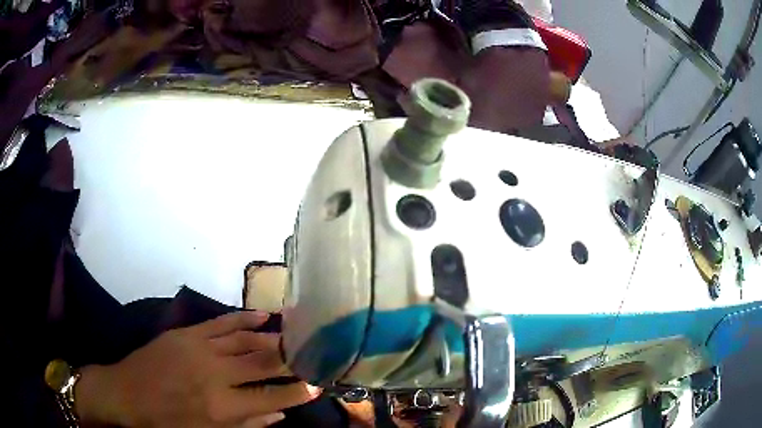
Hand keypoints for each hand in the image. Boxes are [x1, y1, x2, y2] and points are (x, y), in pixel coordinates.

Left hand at [76, 311, 320, 427]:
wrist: (128, 394)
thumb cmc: (169, 423)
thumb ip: (247, 425)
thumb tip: (279, 415)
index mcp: (223, 406)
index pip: (272, 397)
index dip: (298, 391)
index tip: (318, 383)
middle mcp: (217, 375)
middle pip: (263, 362)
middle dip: (293, 357)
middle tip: (314, 351)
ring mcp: (201, 349)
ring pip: (246, 339)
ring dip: (274, 336)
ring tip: (296, 334)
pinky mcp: (188, 333)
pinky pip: (222, 322)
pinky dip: (244, 318)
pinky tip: (263, 315)